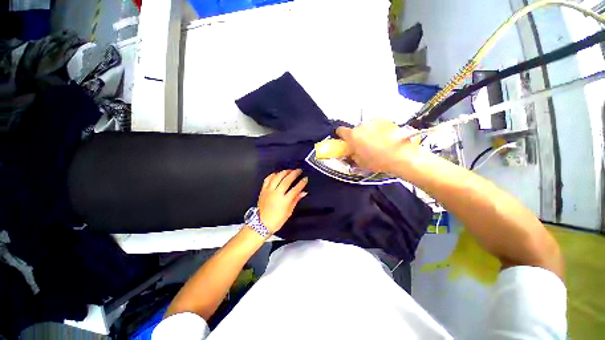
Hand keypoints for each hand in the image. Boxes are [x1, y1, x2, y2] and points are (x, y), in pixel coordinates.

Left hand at [257, 169, 307, 233]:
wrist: (262, 224)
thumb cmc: (276, 220)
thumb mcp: (289, 211)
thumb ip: (296, 200)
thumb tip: (303, 193)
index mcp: (284, 200)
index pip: (295, 188)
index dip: (302, 183)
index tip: (305, 179)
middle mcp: (277, 194)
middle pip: (287, 180)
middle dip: (294, 173)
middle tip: (299, 170)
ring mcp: (269, 191)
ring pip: (277, 177)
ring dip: (284, 172)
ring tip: (290, 170)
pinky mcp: (263, 190)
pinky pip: (268, 179)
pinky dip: (273, 174)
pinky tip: (277, 173)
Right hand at [336, 119, 423, 173]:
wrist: (402, 155)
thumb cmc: (378, 161)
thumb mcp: (360, 162)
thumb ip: (353, 154)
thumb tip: (352, 151)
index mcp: (353, 135)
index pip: (340, 130)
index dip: (341, 135)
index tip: (344, 140)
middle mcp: (362, 125)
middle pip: (355, 129)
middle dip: (357, 136)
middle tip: (363, 145)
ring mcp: (375, 121)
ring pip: (367, 127)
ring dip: (368, 132)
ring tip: (377, 142)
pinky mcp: (387, 120)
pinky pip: (378, 125)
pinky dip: (379, 130)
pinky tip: (386, 138)